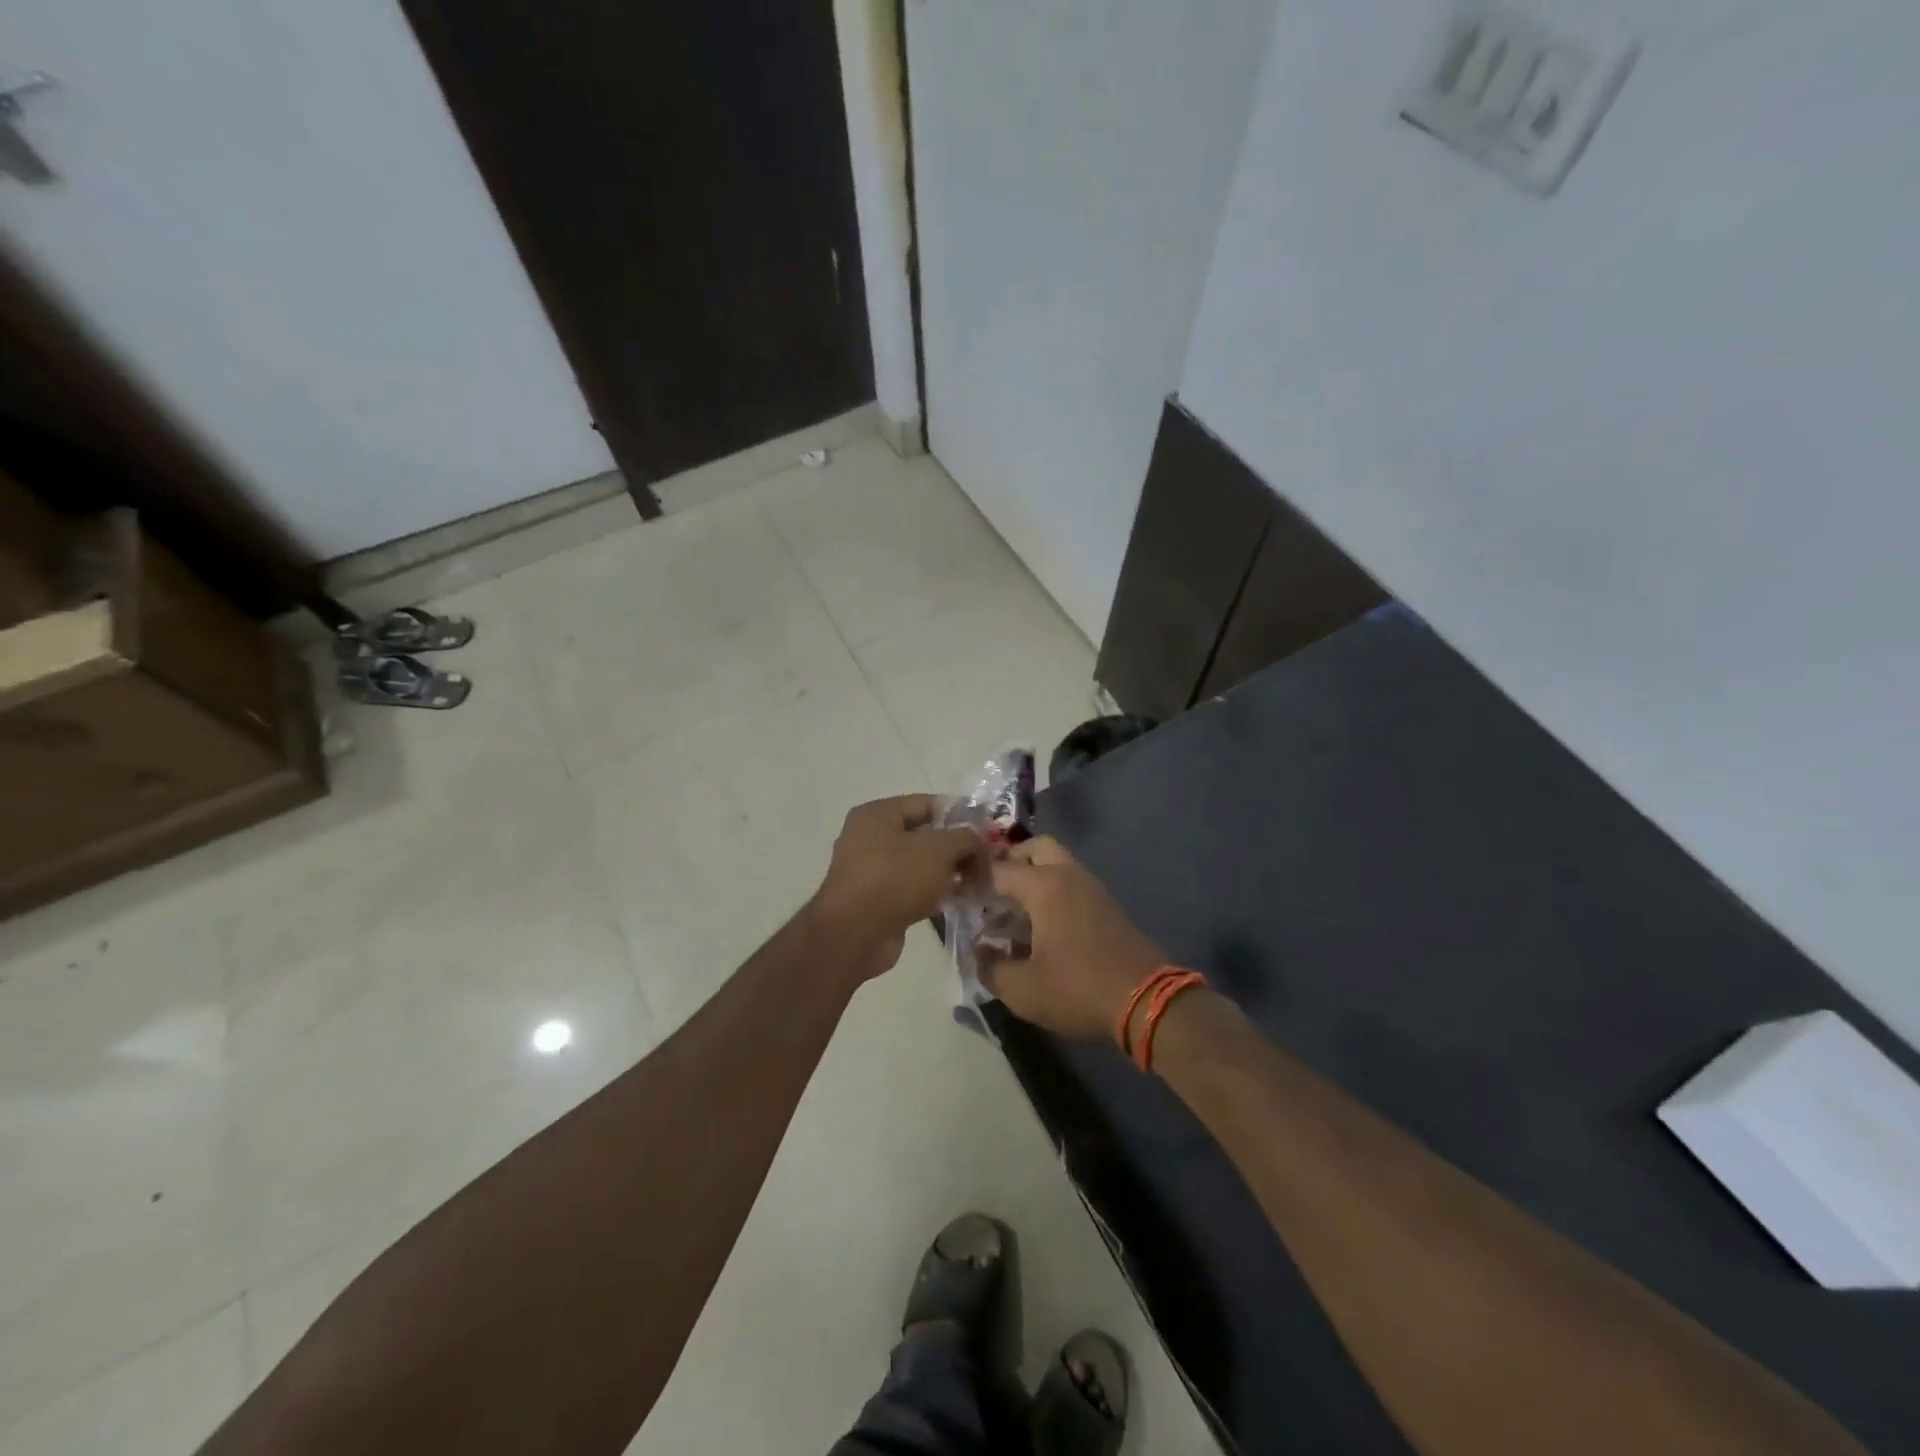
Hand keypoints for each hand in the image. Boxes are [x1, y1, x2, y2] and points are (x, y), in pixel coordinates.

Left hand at [810, 795, 984, 982]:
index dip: (959, 814)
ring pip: (921, 865)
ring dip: (950, 873)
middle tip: (987, 861)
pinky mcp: (878, 902)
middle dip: (958, 848)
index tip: (986, 830)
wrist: (855, 934)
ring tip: (980, 883)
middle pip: (925, 836)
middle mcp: (871, 838)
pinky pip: (914, 890)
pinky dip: (936, 894)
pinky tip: (961, 901)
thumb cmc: (895, 877)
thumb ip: (965, 838)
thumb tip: (978, 840)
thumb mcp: (938, 849)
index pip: (927, 804)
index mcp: (878, 814)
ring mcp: (873, 872)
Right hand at [981, 836, 1168, 1039]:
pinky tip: (1041, 928)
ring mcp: (1092, 889)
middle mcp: (1068, 876)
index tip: (957, 894)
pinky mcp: (1107, 906)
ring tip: (1012, 913)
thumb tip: (978, 953)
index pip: (999, 868)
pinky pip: (1071, 884)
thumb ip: (991, 968)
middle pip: (1036, 847)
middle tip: (992, 889)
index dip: (974, 879)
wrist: (1147, 1001)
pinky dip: (1052, 892)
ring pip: (1057, 864)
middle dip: (1010, 861)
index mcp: (1044, 886)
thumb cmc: (1078, 988)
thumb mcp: (1023, 989)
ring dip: (1033, 877)